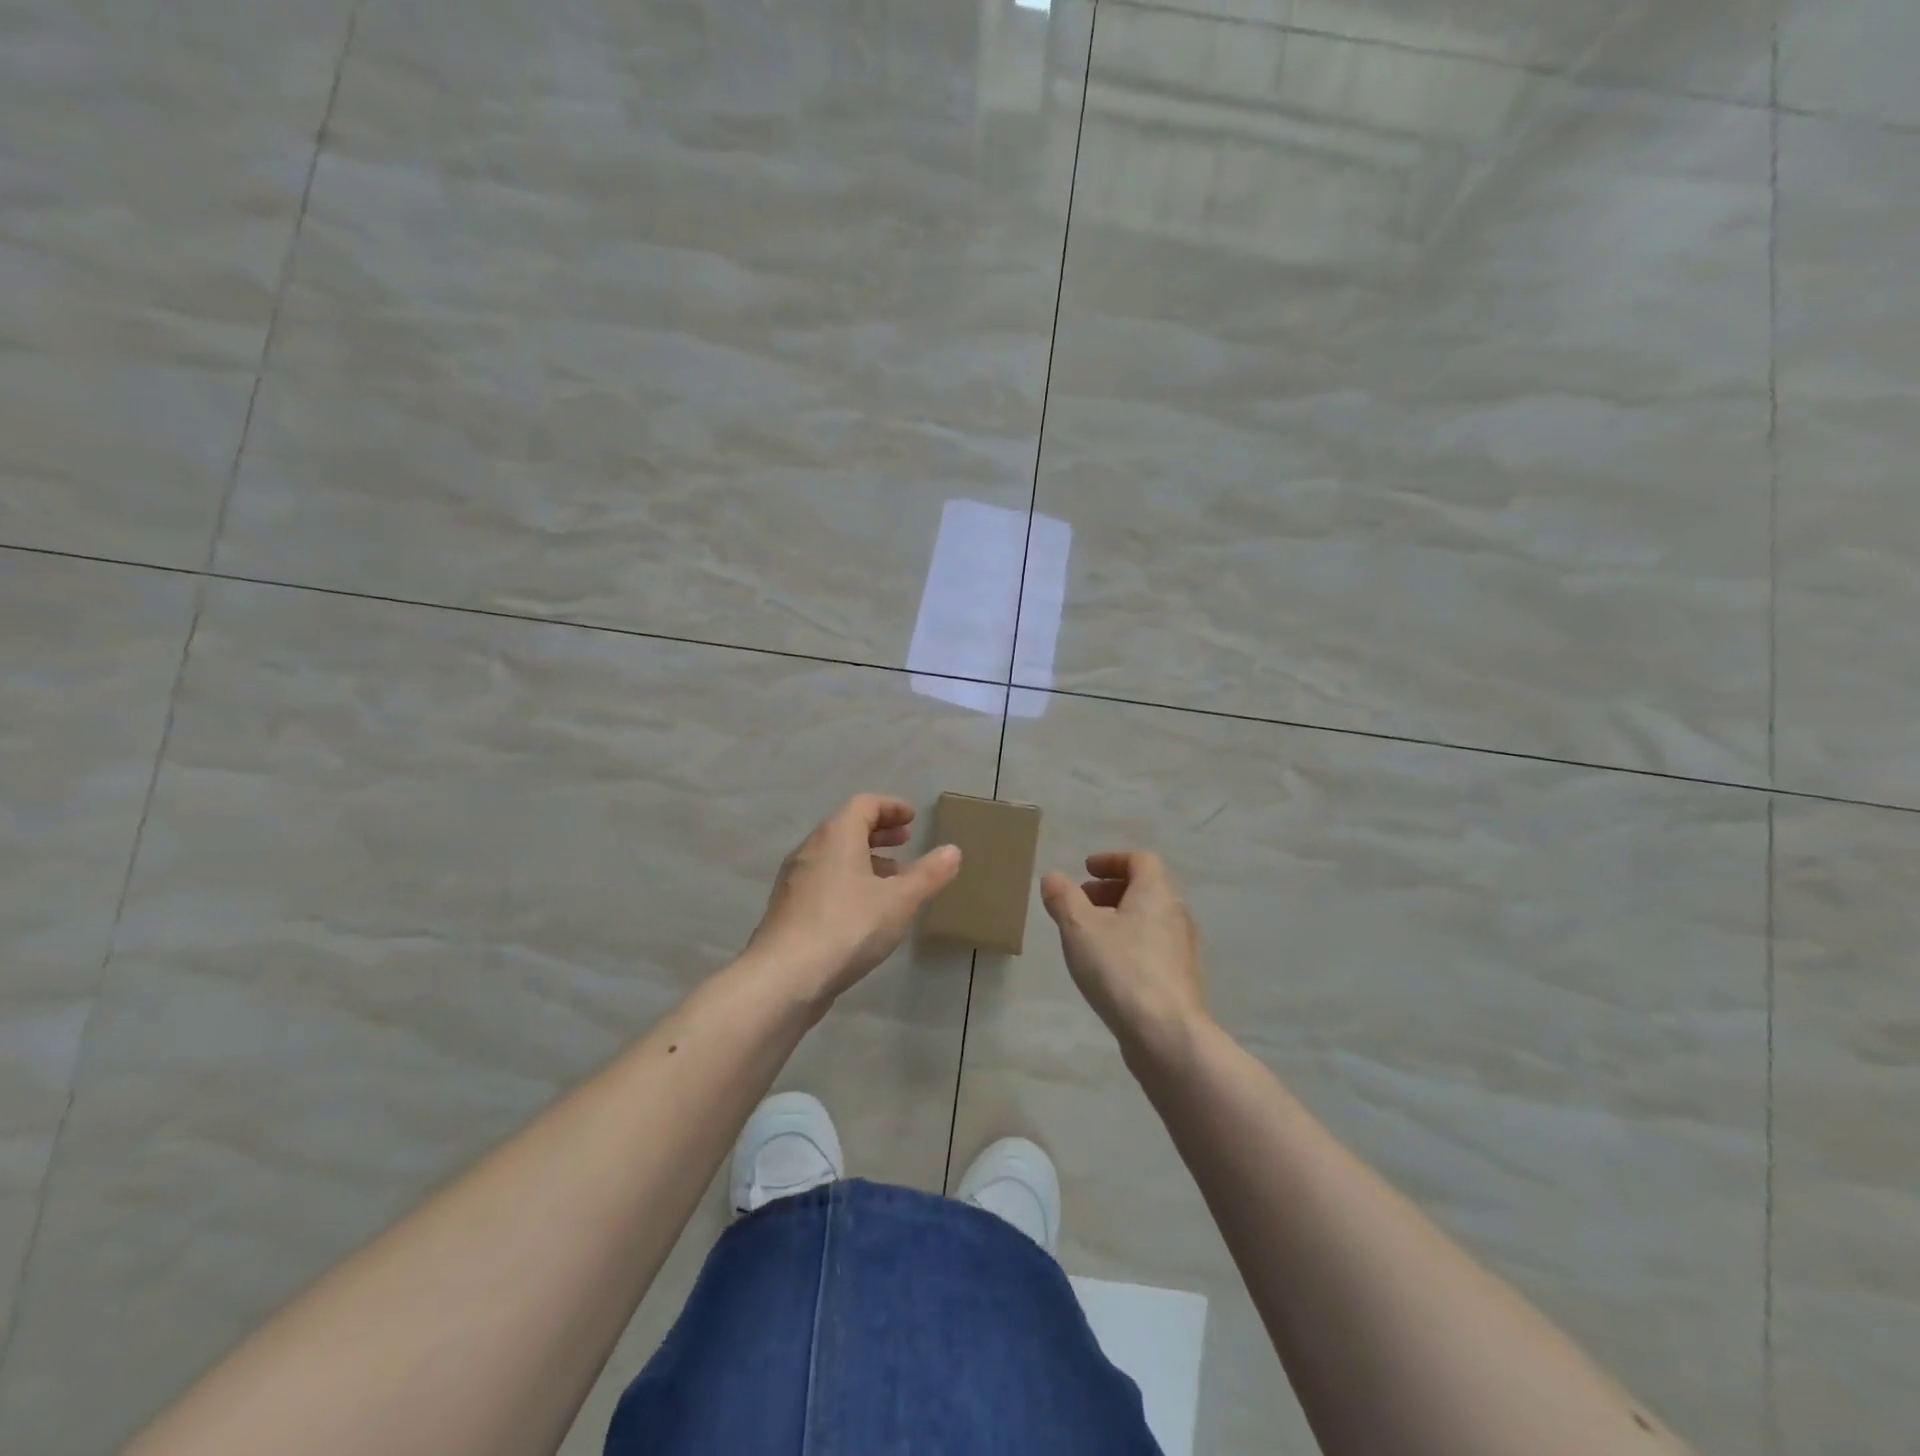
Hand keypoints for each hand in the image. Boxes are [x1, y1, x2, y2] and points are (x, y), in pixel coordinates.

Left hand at [745, 794, 961, 1008]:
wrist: (785, 976)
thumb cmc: (848, 926)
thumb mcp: (900, 900)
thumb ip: (929, 874)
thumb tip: (953, 850)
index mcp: (837, 835)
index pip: (864, 804)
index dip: (891, 807)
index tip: (912, 819)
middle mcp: (811, 848)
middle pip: (847, 827)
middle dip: (879, 832)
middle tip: (905, 842)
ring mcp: (795, 879)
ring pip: (834, 856)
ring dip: (864, 859)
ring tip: (892, 880)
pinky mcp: (788, 908)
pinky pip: (824, 880)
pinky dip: (848, 881)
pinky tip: (864, 910)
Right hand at [1040, 851, 1207, 1061]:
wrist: (1166, 1034)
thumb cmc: (1121, 969)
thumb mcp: (1079, 928)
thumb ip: (1063, 898)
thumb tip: (1052, 877)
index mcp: (1156, 892)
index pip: (1141, 860)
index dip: (1112, 860)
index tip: (1086, 870)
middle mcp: (1176, 913)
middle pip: (1146, 888)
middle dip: (1112, 889)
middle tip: (1082, 900)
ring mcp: (1182, 948)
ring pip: (1150, 919)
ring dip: (1120, 917)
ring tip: (1089, 935)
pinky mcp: (1181, 978)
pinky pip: (1153, 947)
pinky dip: (1130, 943)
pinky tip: (1109, 967)